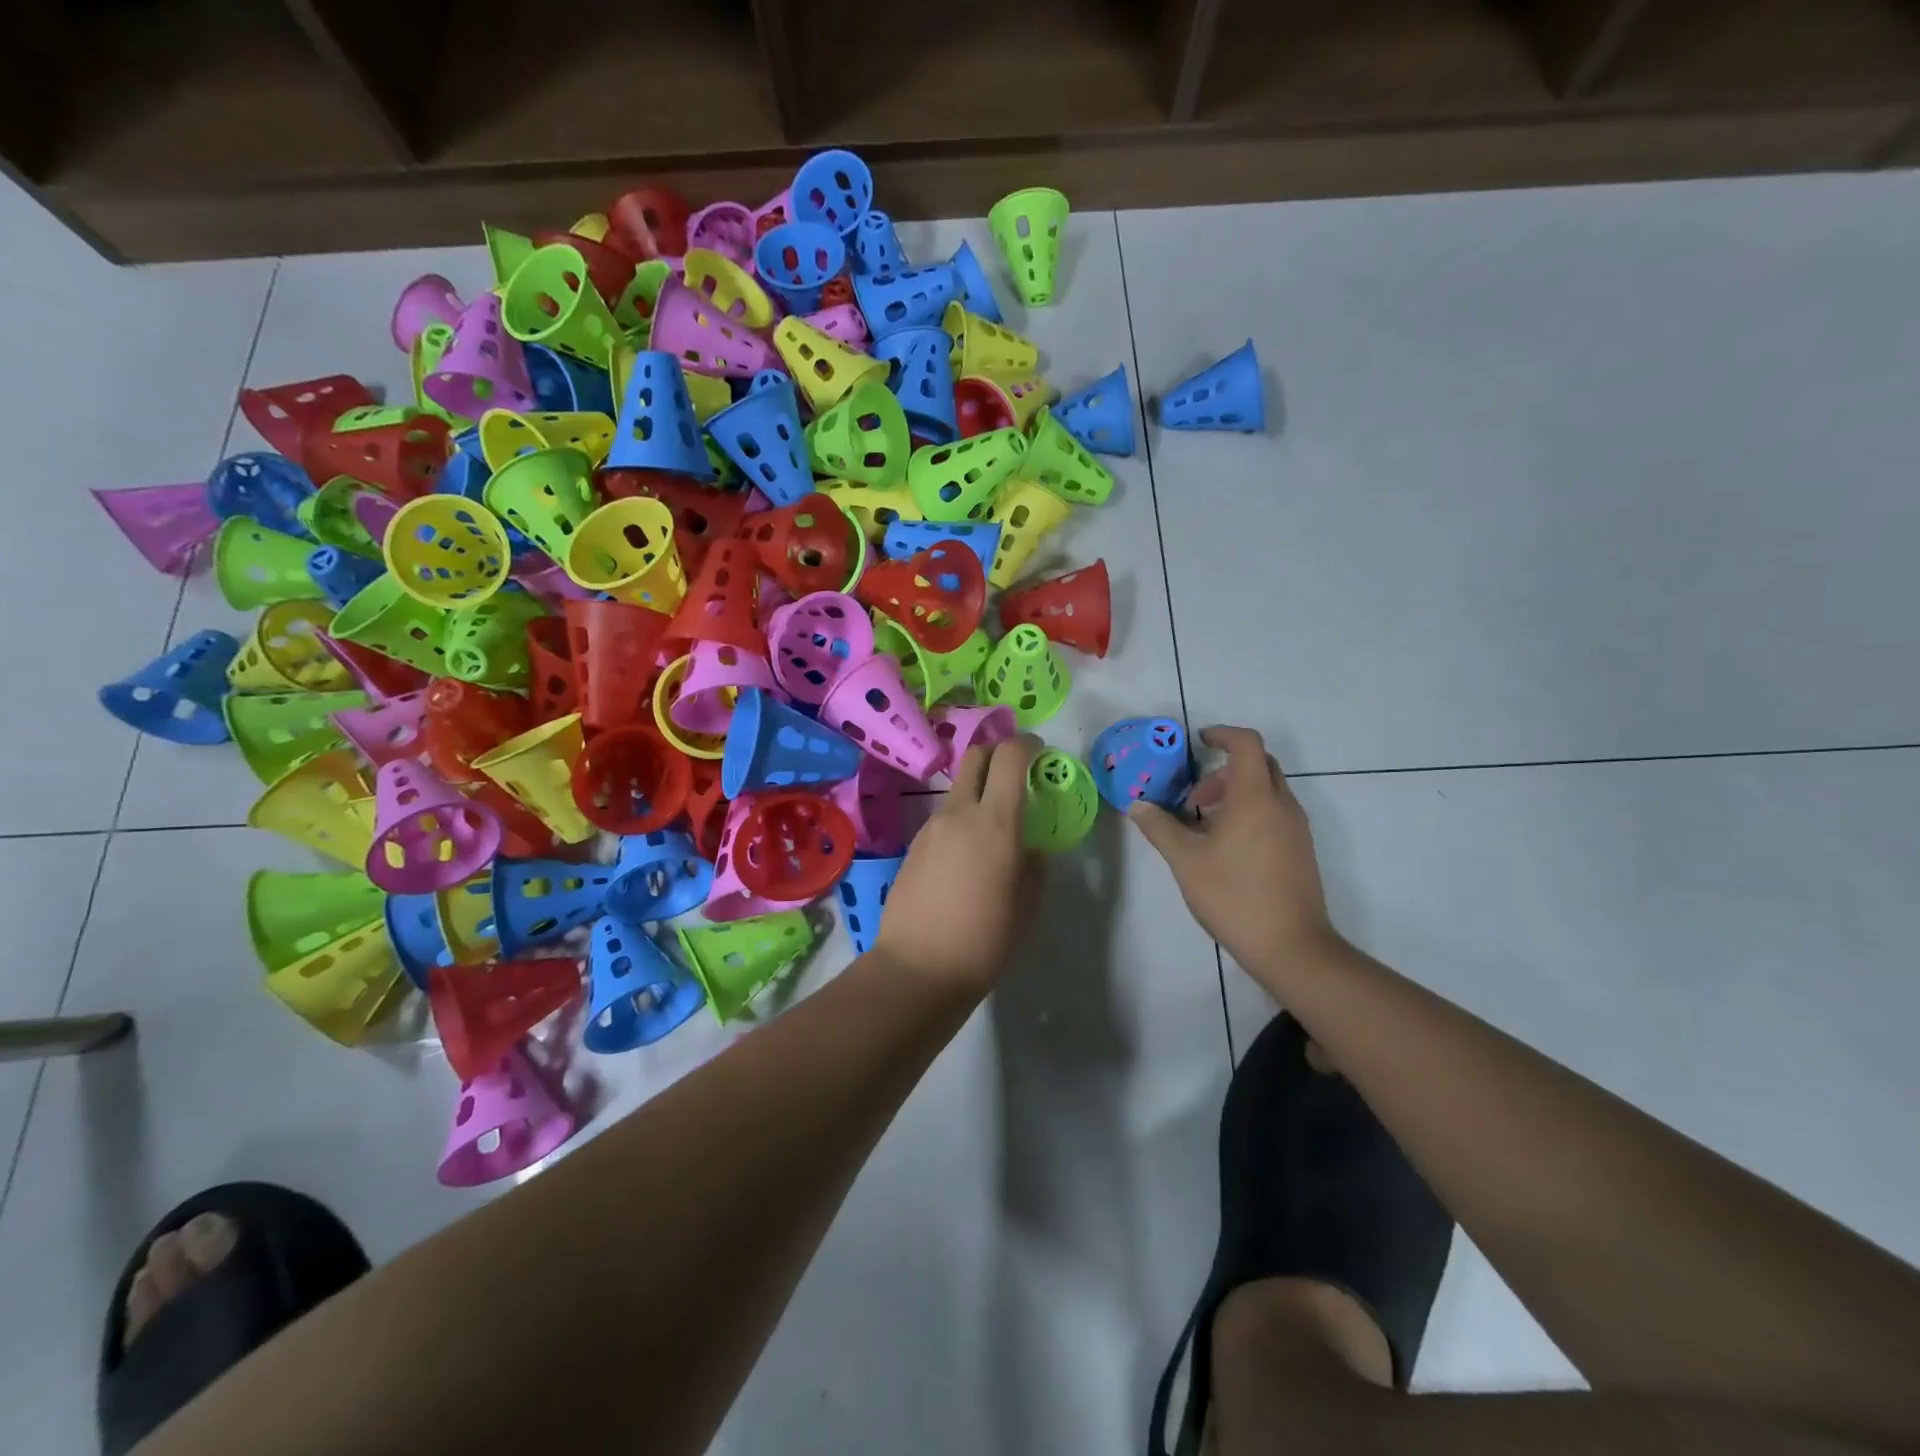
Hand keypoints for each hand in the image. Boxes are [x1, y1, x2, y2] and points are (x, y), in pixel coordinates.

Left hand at [873, 734, 1042, 998]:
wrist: (918, 968)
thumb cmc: (985, 940)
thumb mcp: (1028, 904)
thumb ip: (1034, 864)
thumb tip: (1029, 847)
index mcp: (995, 822)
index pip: (1009, 756)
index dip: (1026, 745)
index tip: (1039, 753)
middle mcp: (959, 813)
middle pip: (975, 756)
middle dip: (998, 754)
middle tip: (1016, 775)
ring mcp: (931, 827)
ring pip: (959, 789)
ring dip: (979, 791)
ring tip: (993, 828)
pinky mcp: (913, 845)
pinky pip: (943, 818)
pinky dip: (961, 819)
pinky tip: (967, 857)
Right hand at [1127, 726, 1340, 971]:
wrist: (1291, 946)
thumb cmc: (1234, 896)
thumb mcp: (1185, 860)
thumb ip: (1160, 827)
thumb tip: (1136, 805)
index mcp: (1255, 797)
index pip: (1246, 744)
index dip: (1222, 734)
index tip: (1198, 742)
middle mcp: (1282, 804)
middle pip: (1259, 764)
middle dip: (1224, 770)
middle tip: (1195, 796)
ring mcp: (1297, 828)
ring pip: (1268, 790)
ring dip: (1236, 794)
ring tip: (1205, 827)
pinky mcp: (1301, 849)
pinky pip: (1275, 813)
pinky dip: (1250, 812)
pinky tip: (1227, 848)